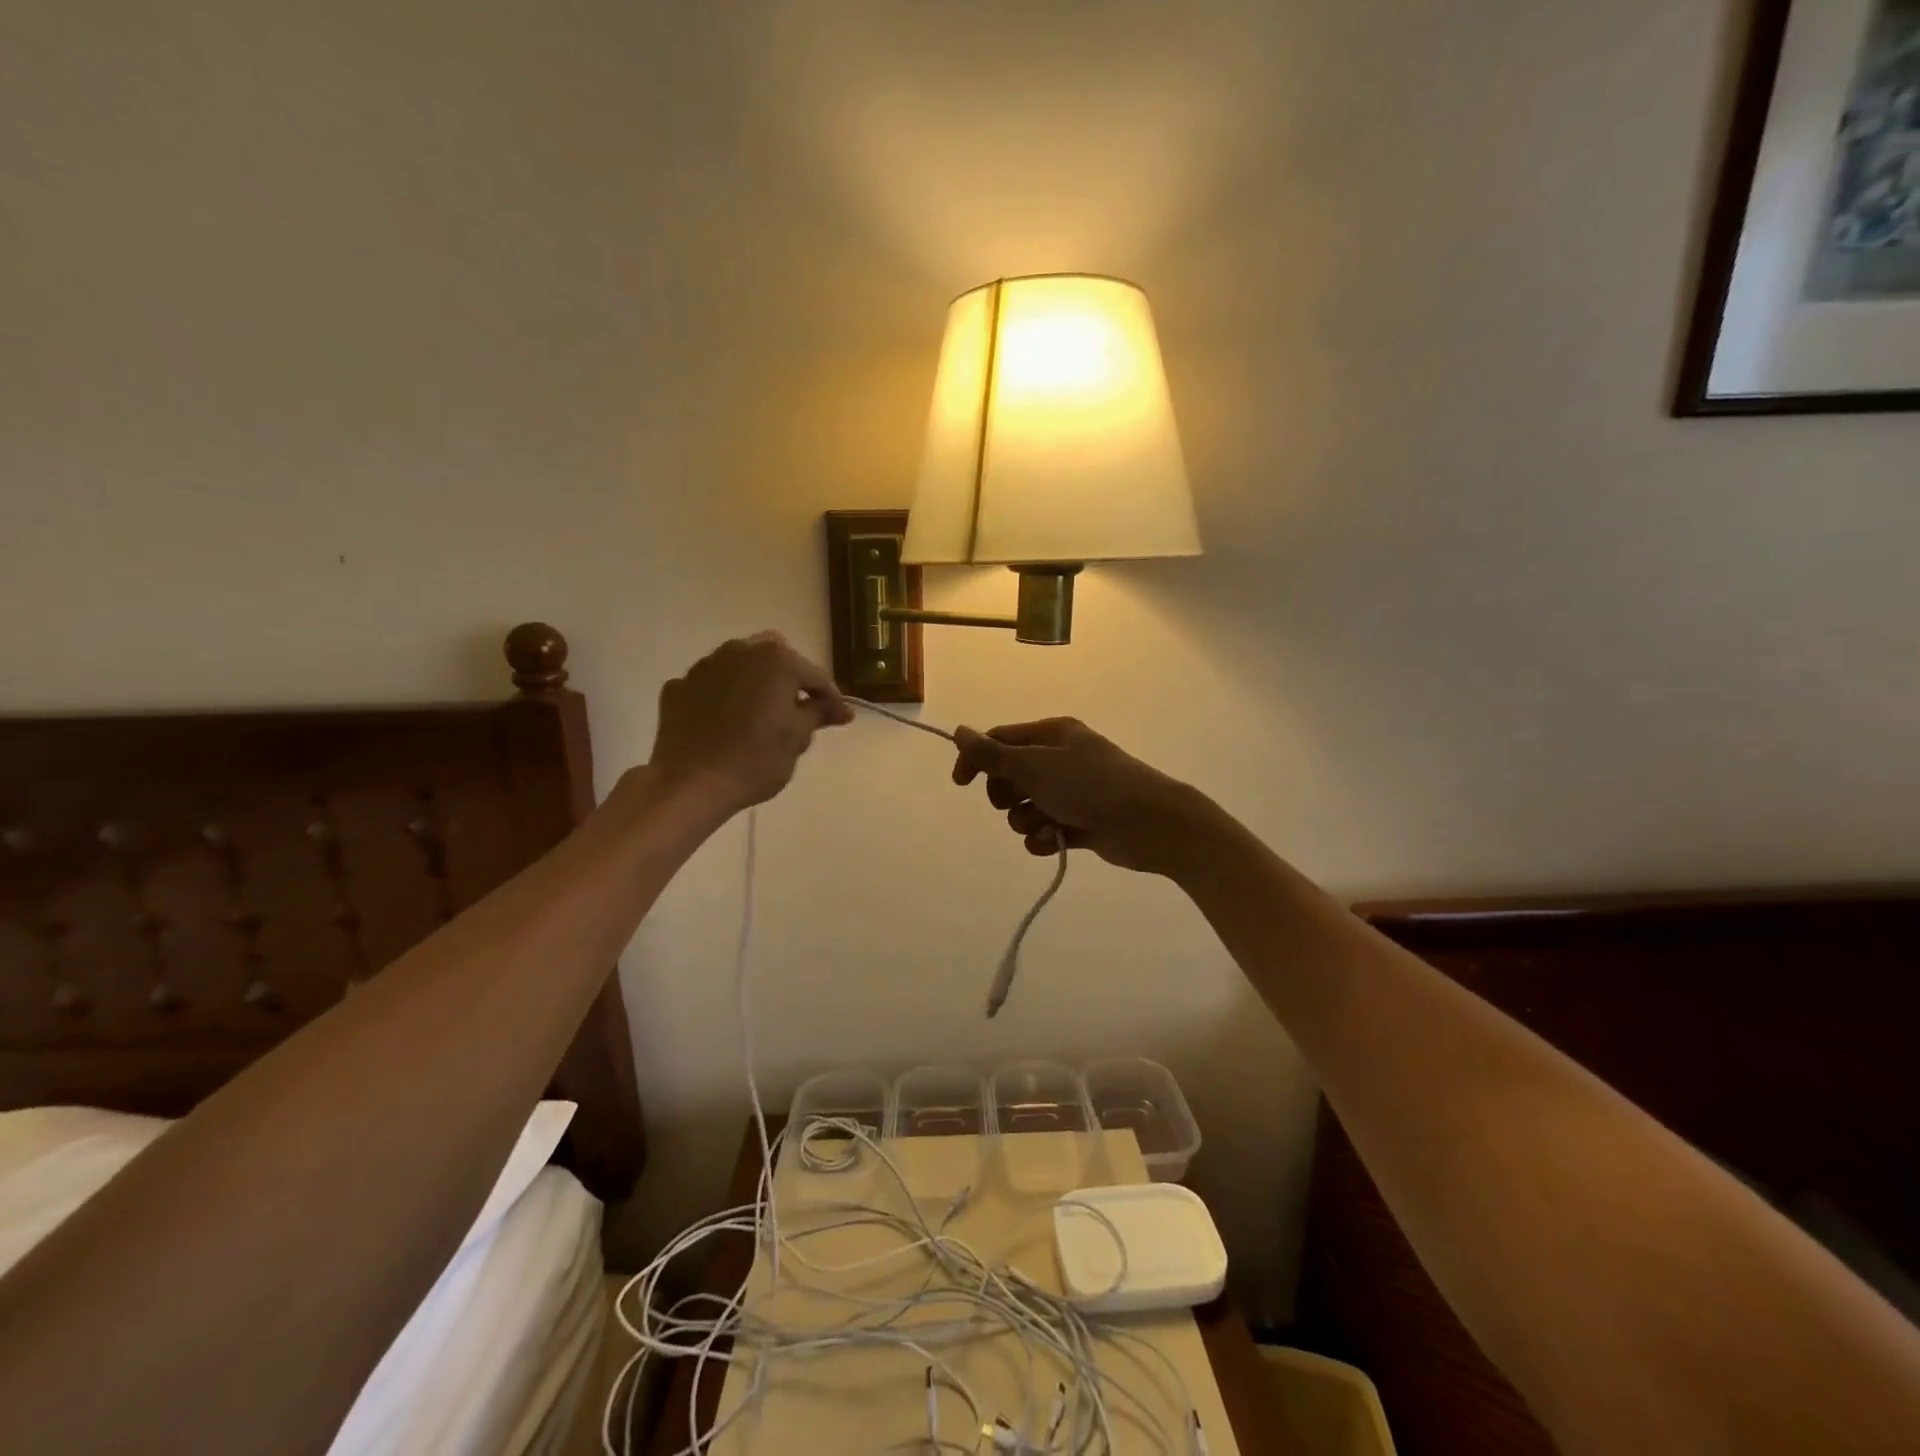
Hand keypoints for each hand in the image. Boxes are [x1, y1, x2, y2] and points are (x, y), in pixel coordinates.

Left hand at [650, 632, 851, 813]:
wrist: (690, 784)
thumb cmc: (755, 759)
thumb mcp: (798, 738)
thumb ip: (819, 713)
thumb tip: (839, 709)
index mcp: (776, 660)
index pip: (815, 676)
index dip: (831, 699)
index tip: (840, 720)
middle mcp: (740, 651)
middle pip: (776, 658)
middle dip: (790, 679)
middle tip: (798, 710)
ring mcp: (705, 666)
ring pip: (740, 666)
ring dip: (755, 683)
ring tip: (760, 714)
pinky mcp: (679, 687)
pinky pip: (712, 686)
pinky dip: (724, 697)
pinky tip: (726, 722)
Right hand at [951, 718, 1208, 875]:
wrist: (1149, 823)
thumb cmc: (1090, 786)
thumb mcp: (1035, 766)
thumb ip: (992, 754)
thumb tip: (958, 731)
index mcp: (1052, 735)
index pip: (1000, 740)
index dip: (978, 759)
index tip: (961, 784)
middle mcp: (1061, 759)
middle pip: (1011, 776)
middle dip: (1006, 794)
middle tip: (1015, 801)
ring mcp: (1072, 792)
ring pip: (1026, 807)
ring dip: (1027, 820)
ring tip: (1046, 824)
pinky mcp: (1081, 823)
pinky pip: (1044, 830)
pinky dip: (1043, 838)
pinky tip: (1054, 841)